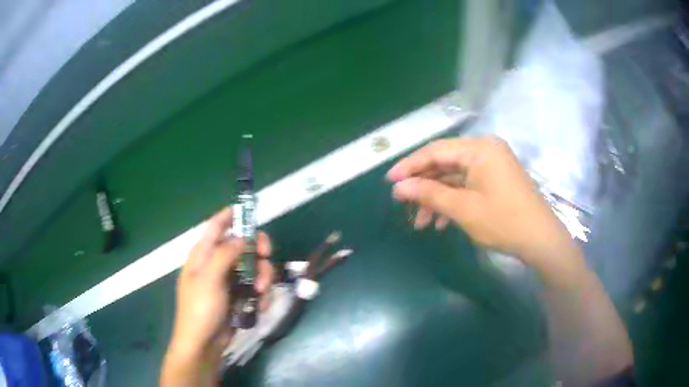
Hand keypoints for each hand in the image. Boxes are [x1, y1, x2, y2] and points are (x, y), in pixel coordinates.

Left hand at [167, 207, 273, 364]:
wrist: (204, 344)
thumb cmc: (200, 309)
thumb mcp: (209, 279)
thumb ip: (225, 254)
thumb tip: (242, 236)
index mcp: (203, 254)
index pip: (216, 226)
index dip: (232, 215)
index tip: (252, 212)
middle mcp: (217, 263)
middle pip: (242, 245)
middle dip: (257, 252)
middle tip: (265, 258)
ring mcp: (229, 281)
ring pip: (253, 267)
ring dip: (262, 278)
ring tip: (261, 293)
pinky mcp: (239, 296)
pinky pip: (256, 287)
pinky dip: (262, 294)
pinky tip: (261, 306)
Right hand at [387, 136, 573, 266]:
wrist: (540, 240)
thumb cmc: (503, 221)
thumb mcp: (463, 209)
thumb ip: (429, 194)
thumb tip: (399, 187)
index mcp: (479, 148)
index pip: (436, 150)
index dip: (410, 166)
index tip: (389, 181)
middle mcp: (485, 150)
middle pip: (445, 163)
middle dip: (424, 186)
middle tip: (403, 204)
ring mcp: (492, 165)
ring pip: (454, 178)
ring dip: (437, 198)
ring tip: (420, 223)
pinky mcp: (495, 180)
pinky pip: (467, 185)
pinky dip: (453, 201)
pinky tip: (440, 222)